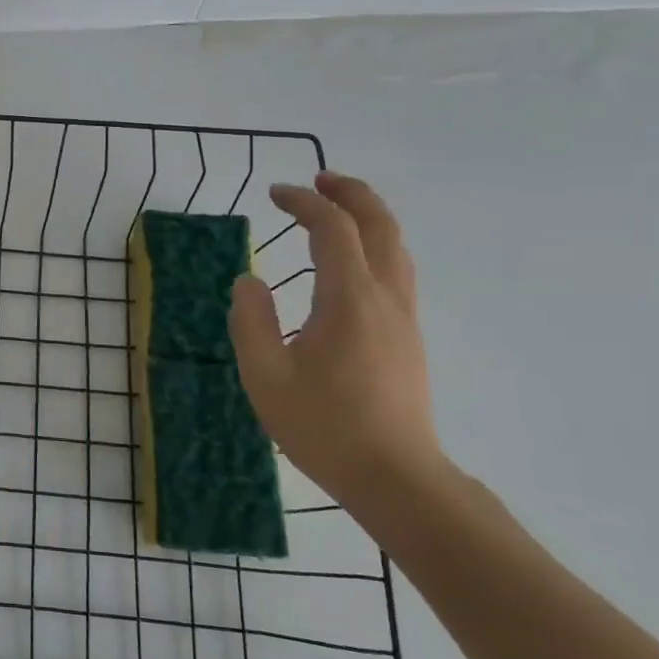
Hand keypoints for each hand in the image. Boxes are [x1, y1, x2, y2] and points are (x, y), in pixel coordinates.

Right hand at [229, 171, 444, 505]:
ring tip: (335, 210)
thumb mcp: (265, 375)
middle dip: (350, 194)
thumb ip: (250, 321)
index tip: (274, 194)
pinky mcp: (408, 338)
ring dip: (367, 218)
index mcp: (349, 300)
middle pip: (380, 225)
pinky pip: (396, 271)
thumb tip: (250, 281)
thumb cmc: (324, 427)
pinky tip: (351, 262)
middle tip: (317, 180)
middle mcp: (385, 298)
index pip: (333, 229)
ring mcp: (404, 318)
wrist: (396, 479)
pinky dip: (374, 245)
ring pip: (396, 247)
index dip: (304, 202)